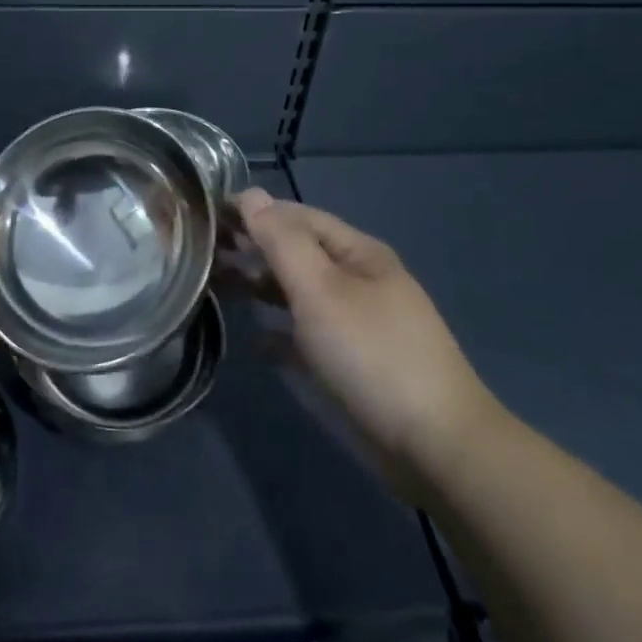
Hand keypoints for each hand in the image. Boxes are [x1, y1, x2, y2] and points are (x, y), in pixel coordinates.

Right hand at [231, 188, 501, 491]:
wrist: (436, 446)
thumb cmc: (370, 353)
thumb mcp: (320, 289)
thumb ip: (281, 241)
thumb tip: (251, 195)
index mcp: (357, 252)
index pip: (297, 216)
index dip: (255, 211)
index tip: (209, 216)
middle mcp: (359, 280)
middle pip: (298, 252)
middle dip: (254, 247)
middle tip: (205, 252)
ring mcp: (359, 323)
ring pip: (300, 292)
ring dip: (262, 286)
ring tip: (218, 287)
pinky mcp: (355, 364)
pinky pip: (309, 336)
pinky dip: (281, 332)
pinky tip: (255, 341)